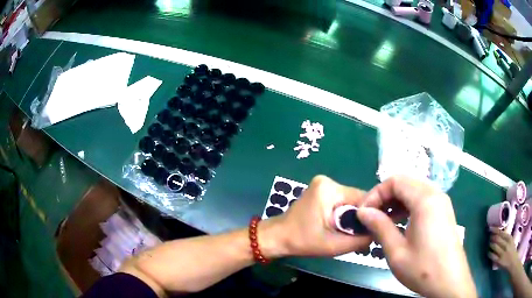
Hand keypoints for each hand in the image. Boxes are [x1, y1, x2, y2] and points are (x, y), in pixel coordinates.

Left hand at [267, 175, 371, 256]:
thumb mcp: (334, 245)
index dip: (370, 216)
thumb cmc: (302, 241)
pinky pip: (341, 202)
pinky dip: (343, 214)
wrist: (278, 237)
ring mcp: (323, 184)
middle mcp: (327, 181)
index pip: (363, 199)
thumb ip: (360, 239)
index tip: (372, 230)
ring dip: (352, 217)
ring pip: (350, 201)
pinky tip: (341, 227)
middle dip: (360, 218)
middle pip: (357, 199)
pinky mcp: (321, 191)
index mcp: (329, 189)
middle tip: (361, 236)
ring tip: (350, 233)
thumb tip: (379, 232)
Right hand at [356, 176, 475, 297]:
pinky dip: (408, 207)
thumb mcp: (397, 251)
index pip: (395, 181)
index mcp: (425, 199)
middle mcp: (435, 194)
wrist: (449, 281)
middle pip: (405, 183)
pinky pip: (422, 200)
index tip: (363, 213)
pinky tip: (400, 225)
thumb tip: (363, 212)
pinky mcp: (443, 212)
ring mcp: (441, 202)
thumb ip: (380, 227)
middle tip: (371, 217)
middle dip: (385, 197)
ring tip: (383, 222)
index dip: (376, 193)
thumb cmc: (423, 268)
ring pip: (414, 191)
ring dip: (396, 203)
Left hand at [489, 228, 520, 271]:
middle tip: (489, 236)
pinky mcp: (499, 261)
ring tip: (489, 243)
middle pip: (497, 239)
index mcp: (509, 238)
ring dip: (491, 244)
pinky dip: (490, 253)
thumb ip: (506, 239)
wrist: (512, 260)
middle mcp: (506, 244)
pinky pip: (493, 256)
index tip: (491, 228)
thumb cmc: (512, 250)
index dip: (495, 230)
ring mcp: (502, 253)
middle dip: (492, 237)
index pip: (501, 233)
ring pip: (495, 247)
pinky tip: (489, 252)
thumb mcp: (511, 241)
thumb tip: (500, 234)